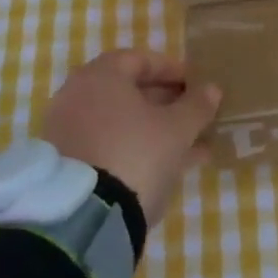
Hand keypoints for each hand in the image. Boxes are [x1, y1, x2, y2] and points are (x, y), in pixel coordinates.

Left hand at [39, 51, 221, 224]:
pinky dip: (135, 148)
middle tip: (193, 114)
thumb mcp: (177, 130)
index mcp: (101, 76)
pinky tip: (168, 166)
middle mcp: (77, 96)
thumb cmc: (136, 154)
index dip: (172, 70)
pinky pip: (108, 145)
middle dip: (165, 102)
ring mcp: (68, 131)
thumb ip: (197, 106)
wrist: (85, 217)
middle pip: (128, 91)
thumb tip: (211, 89)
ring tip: (191, 144)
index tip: (197, 84)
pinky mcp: (66, 164)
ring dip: (154, 129)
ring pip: (120, 122)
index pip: (140, 60)